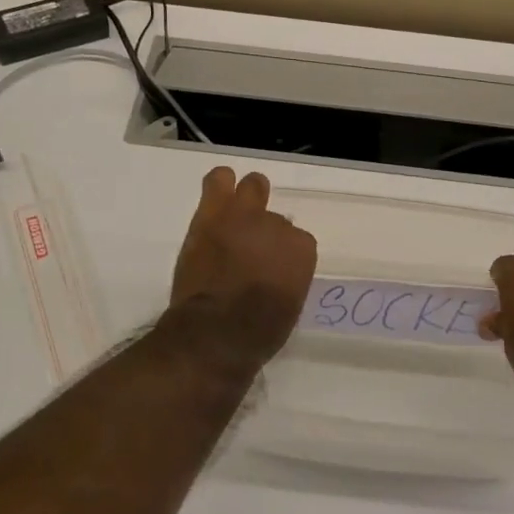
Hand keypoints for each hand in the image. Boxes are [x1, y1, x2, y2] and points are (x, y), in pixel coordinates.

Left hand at [167, 167, 317, 366]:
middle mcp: (278, 226)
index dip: (281, 255)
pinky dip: (219, 185)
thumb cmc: (257, 332)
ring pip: (252, 186)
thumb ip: (287, 278)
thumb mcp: (288, 306)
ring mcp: (244, 216)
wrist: (215, 332)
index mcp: (302, 250)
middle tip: (252, 245)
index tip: (270, 269)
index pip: (297, 241)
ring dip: (247, 197)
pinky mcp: (212, 214)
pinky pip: (218, 181)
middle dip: (265, 229)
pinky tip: (217, 191)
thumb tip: (274, 272)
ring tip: (235, 211)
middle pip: (275, 217)